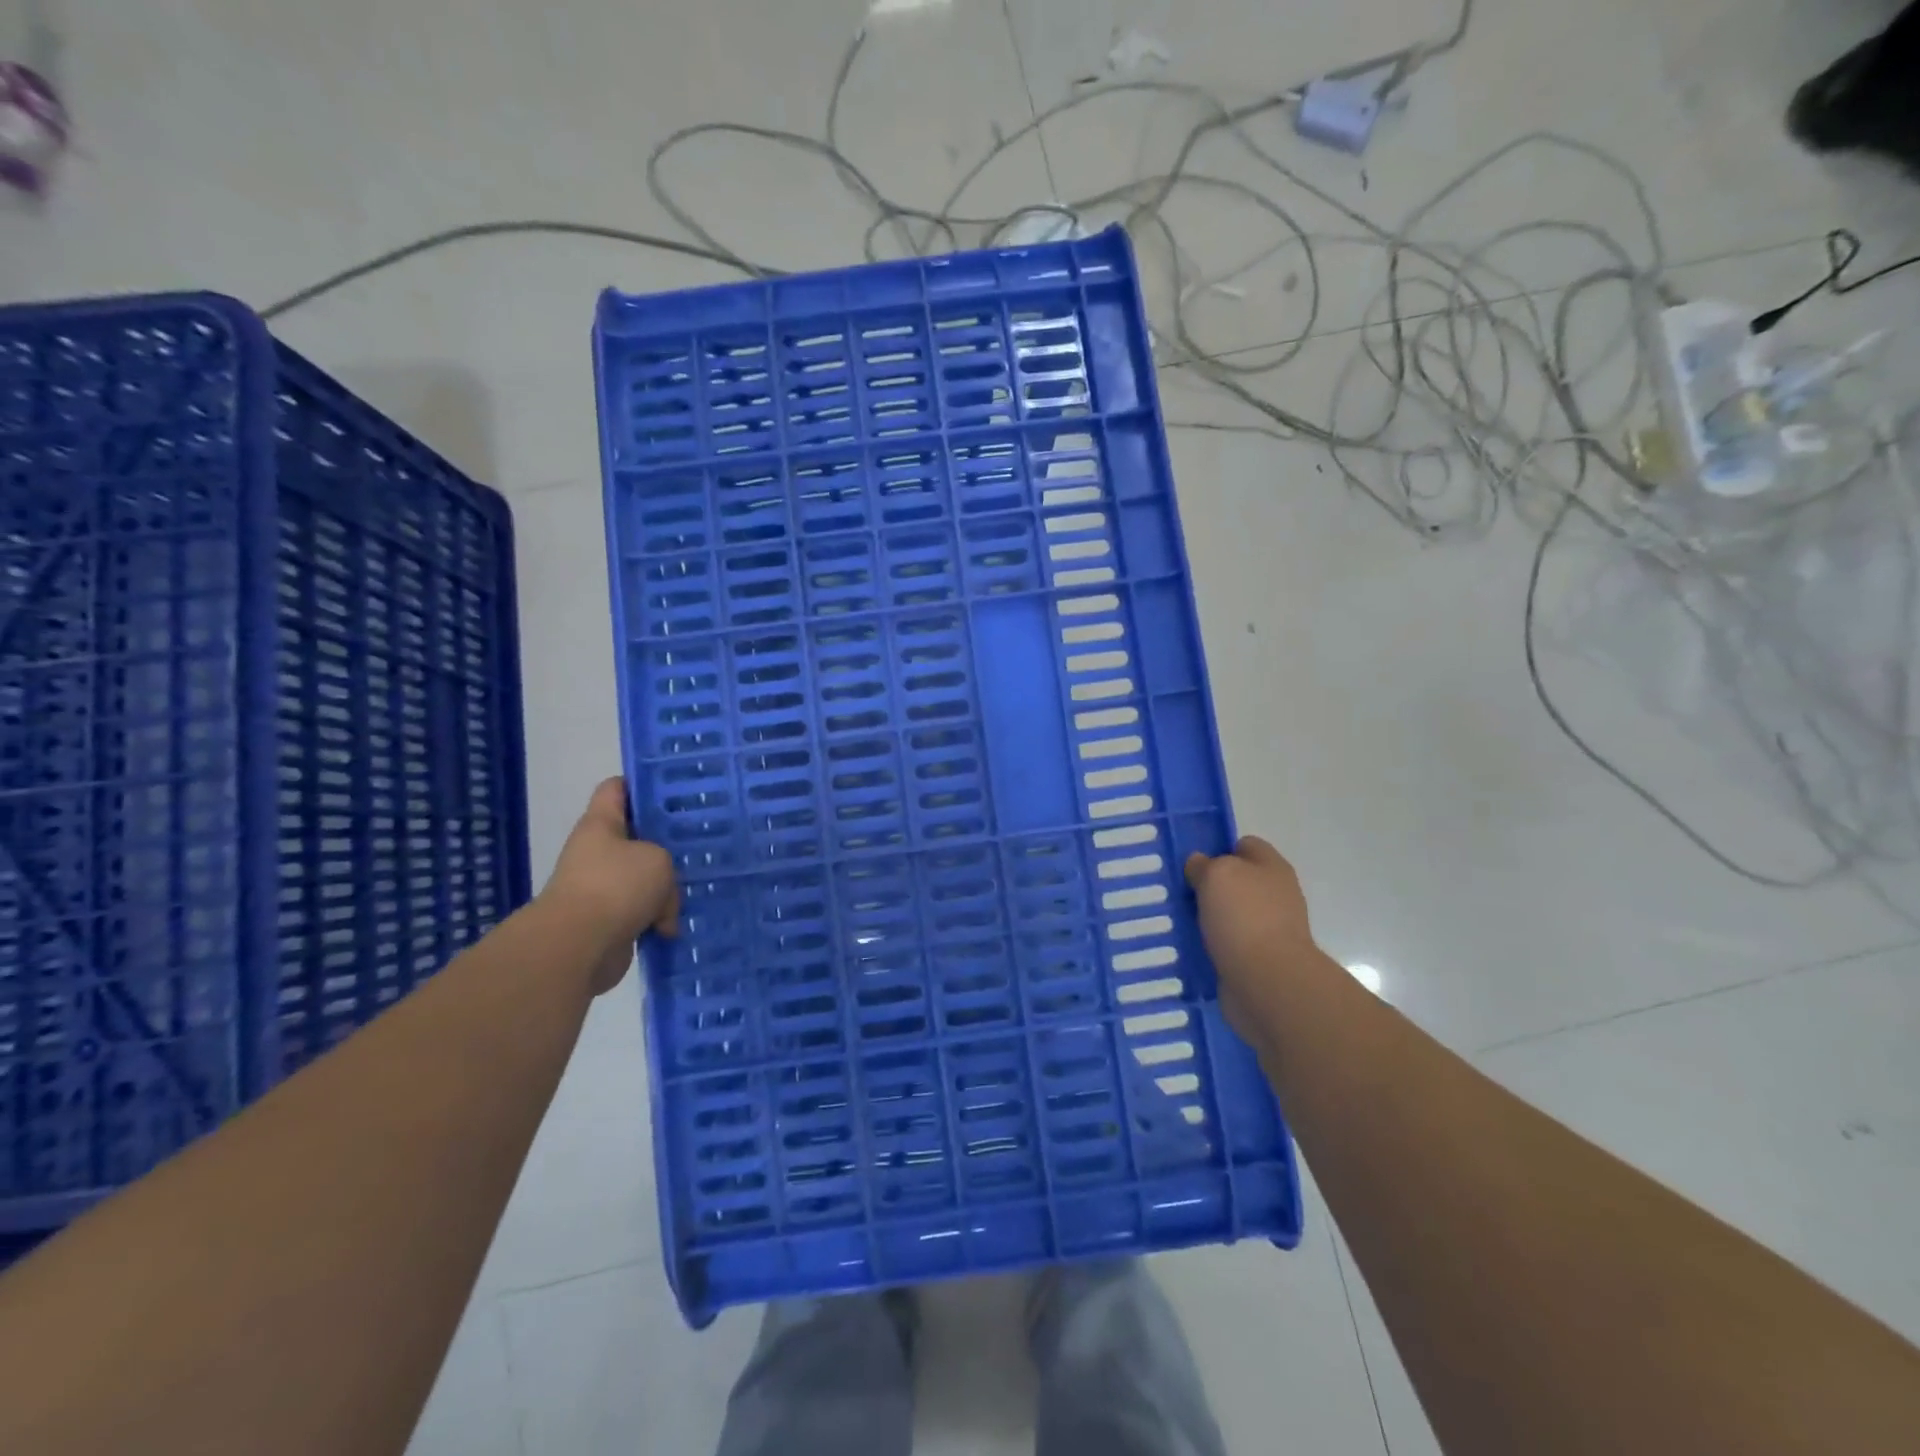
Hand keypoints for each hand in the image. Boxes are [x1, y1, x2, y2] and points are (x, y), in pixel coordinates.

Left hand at [539, 777, 678, 994]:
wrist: (578, 946)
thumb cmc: (616, 886)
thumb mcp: (658, 859)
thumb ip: (666, 863)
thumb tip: (659, 898)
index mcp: (601, 824)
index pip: (616, 788)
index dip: (641, 784)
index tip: (673, 790)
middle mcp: (597, 852)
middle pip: (636, 837)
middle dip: (666, 843)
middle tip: (699, 841)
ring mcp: (601, 887)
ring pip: (643, 877)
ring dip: (665, 889)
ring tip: (694, 890)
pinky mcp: (607, 920)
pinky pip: (641, 911)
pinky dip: (657, 920)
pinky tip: (675, 926)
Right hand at [1184, 837, 1316, 1023]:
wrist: (1268, 982)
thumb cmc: (1244, 917)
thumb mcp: (1216, 874)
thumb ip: (1204, 864)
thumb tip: (1200, 865)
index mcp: (1271, 867)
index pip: (1244, 845)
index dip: (1218, 849)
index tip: (1190, 862)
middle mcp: (1274, 895)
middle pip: (1235, 881)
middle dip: (1207, 886)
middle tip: (1176, 892)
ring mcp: (1268, 929)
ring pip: (1228, 914)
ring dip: (1205, 918)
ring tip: (1173, 920)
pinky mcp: (1257, 959)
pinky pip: (1226, 944)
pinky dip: (1208, 945)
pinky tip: (1186, 946)